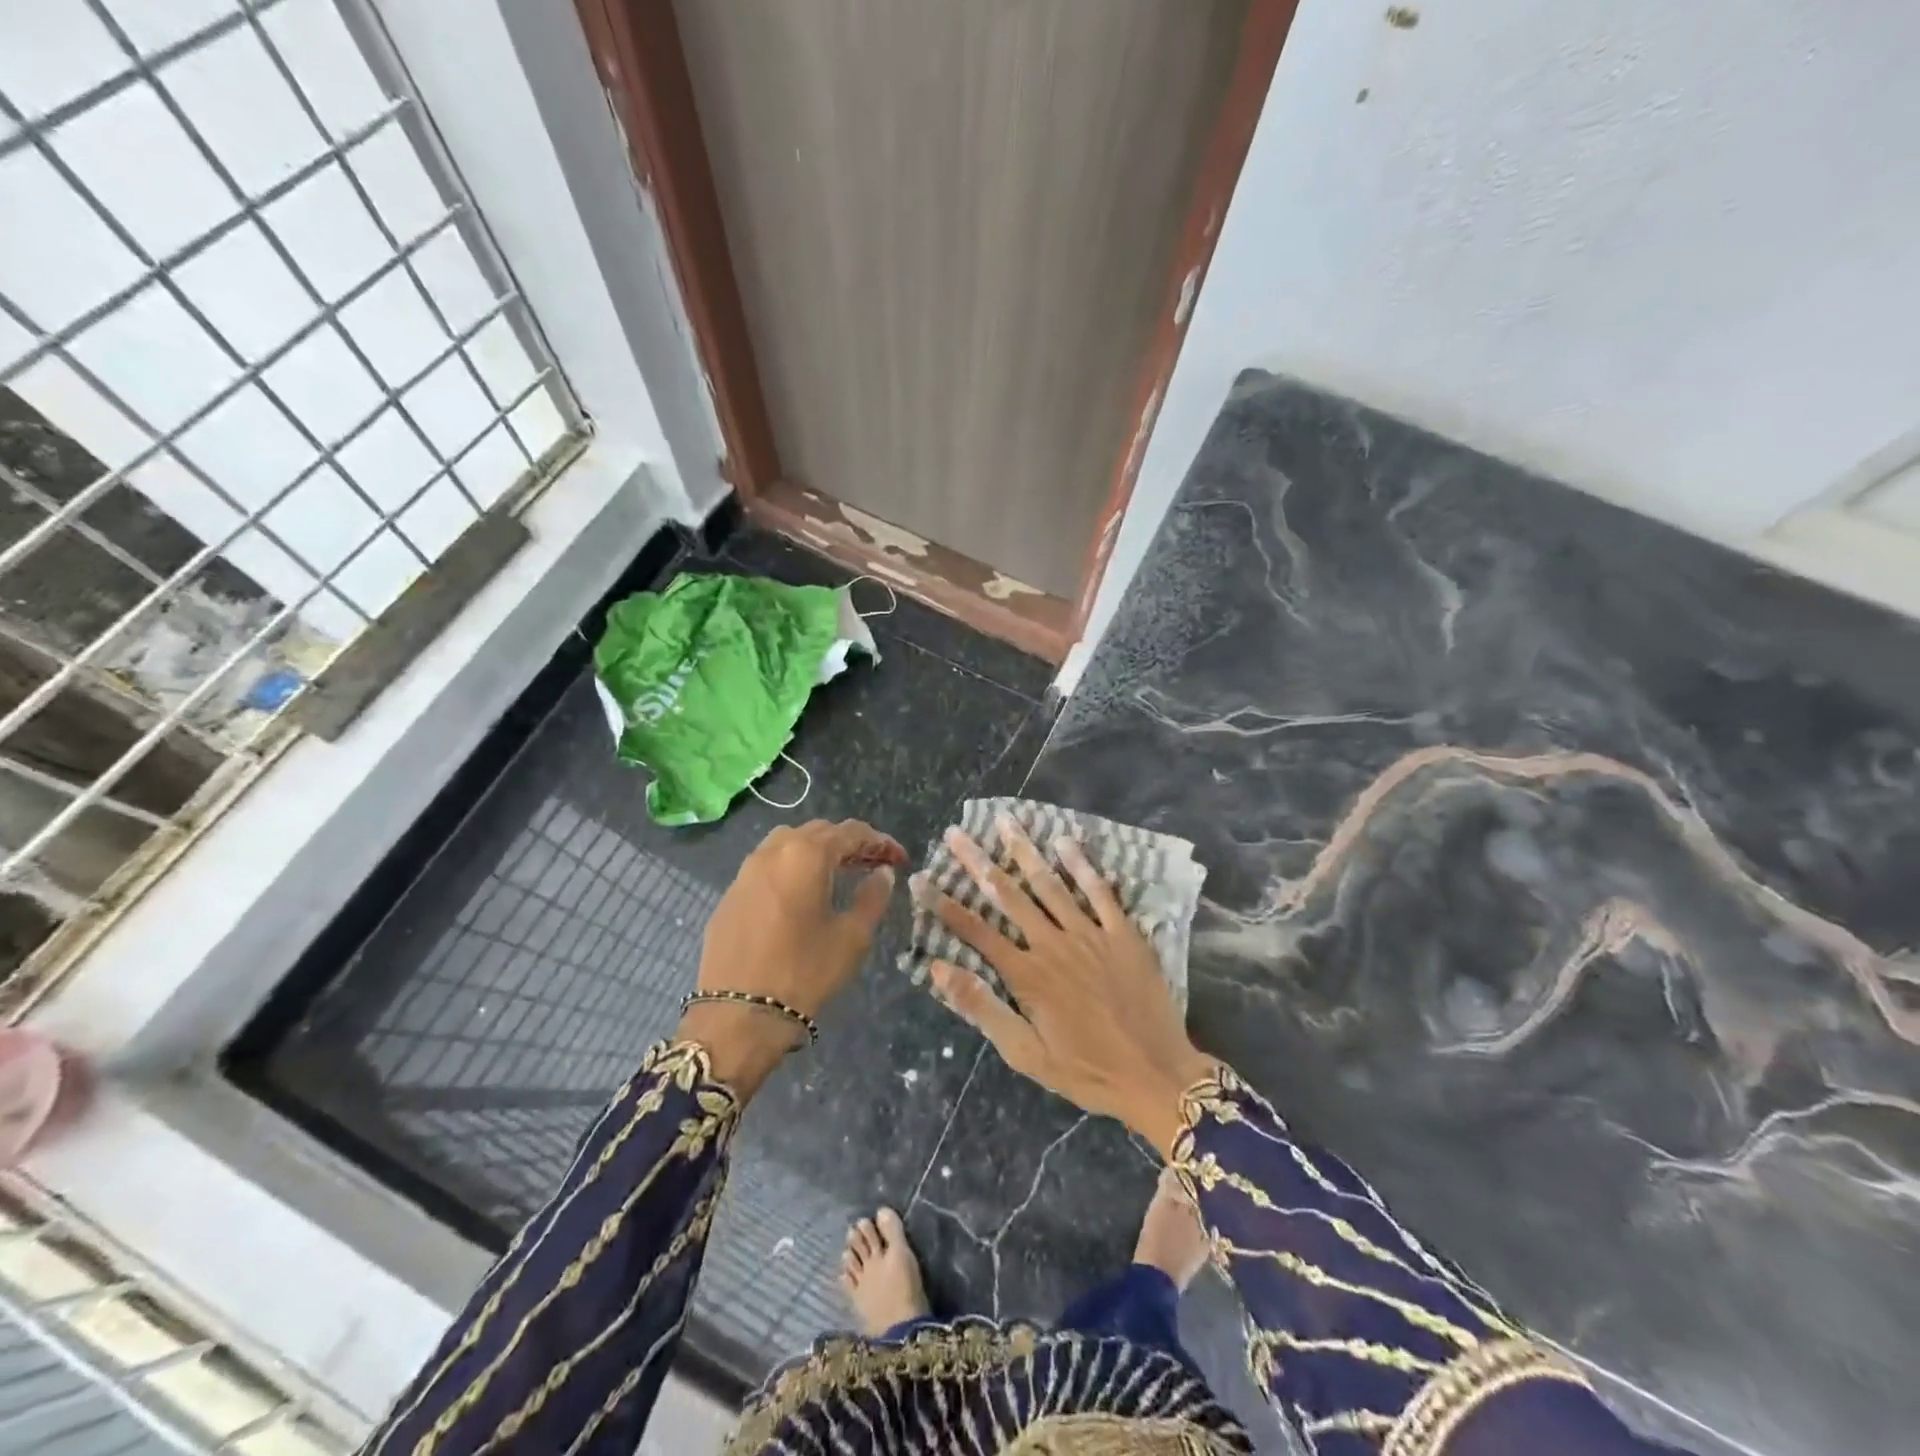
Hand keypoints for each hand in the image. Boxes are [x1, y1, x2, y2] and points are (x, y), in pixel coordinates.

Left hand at [681, 819, 904, 1096]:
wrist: (737, 1015)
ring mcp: (746, 871)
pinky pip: (768, 866)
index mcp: (806, 854)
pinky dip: (792, 868)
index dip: (880, 842)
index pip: (851, 832)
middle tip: (874, 865)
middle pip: (818, 831)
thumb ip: (872, 897)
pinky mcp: (730, 895)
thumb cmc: (804, 972)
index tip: (900, 859)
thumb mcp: (852, 937)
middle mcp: (773, 851)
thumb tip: (882, 873)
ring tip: (839, 874)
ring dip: (818, 851)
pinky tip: (803, 894)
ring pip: (788, 844)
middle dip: (850, 843)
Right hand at [920, 816, 1215, 1156]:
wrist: (1156, 1075)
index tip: (921, 879)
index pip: (975, 931)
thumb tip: (938, 968)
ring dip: (1024, 851)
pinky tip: (1065, 841)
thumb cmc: (1086, 1070)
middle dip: (978, 862)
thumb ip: (982, 1008)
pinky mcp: (1123, 934)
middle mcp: (1053, 944)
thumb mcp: (1025, 1054)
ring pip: (1050, 885)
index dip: (944, 905)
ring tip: (1005, 822)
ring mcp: (1090, 934)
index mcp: (1026, 974)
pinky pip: (1099, 892)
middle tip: (955, 833)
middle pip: (1008, 895)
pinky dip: (1082, 865)